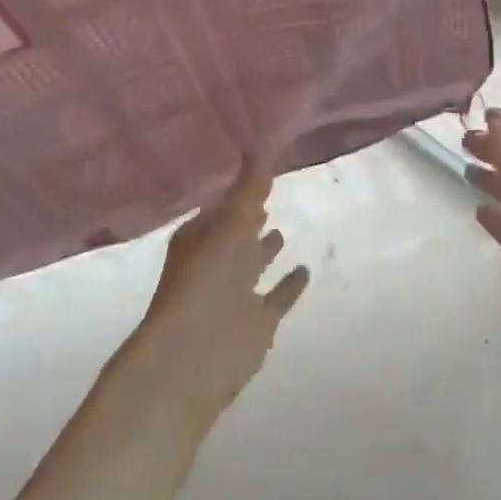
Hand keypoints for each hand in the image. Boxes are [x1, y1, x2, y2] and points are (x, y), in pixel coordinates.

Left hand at [129, 159, 309, 427]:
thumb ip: (250, 187)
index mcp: (199, 237)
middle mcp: (215, 263)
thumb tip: (262, 143)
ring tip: (282, 230)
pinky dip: (289, 285)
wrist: (194, 356)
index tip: (256, 173)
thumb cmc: (205, 279)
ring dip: (265, 250)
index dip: (237, 192)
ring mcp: (235, 294)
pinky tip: (305, 270)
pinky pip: (277, 297)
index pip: (220, 207)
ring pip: (252, 265)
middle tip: (268, 196)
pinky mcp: (257, 322)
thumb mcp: (230, 222)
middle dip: (249, 218)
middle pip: (235, 235)